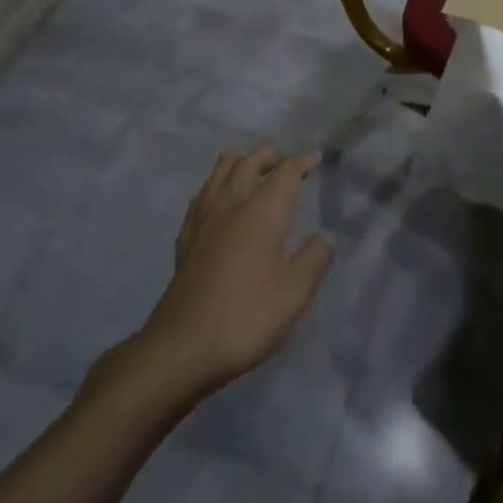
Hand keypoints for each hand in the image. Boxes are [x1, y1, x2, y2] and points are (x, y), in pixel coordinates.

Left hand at [137, 143, 333, 398]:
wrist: (183, 347)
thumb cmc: (247, 315)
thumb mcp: (296, 291)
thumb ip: (315, 258)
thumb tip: (320, 238)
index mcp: (262, 209)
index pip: (286, 171)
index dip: (303, 161)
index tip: (316, 158)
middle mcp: (231, 204)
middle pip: (249, 162)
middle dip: (269, 155)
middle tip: (283, 158)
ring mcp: (203, 220)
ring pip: (219, 173)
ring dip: (238, 163)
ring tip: (248, 164)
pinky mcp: (185, 241)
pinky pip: (200, 198)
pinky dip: (214, 188)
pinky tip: (215, 201)